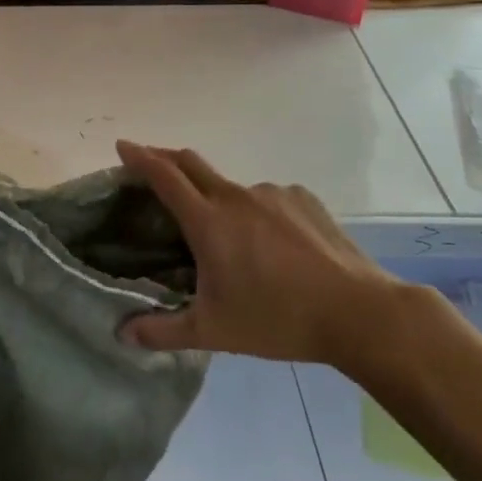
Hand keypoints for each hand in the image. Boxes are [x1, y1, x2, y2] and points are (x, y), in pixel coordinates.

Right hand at [116, 141, 428, 375]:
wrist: (360, 312)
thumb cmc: (278, 319)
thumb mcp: (213, 332)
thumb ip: (162, 331)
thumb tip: (122, 334)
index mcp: (208, 221)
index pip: (163, 176)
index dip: (139, 157)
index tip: (122, 146)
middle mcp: (236, 196)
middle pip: (191, 162)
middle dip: (165, 157)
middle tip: (150, 166)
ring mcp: (273, 194)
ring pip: (231, 187)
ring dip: (215, 197)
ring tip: (225, 236)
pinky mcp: (303, 199)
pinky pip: (267, 198)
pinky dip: (254, 211)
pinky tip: (270, 243)